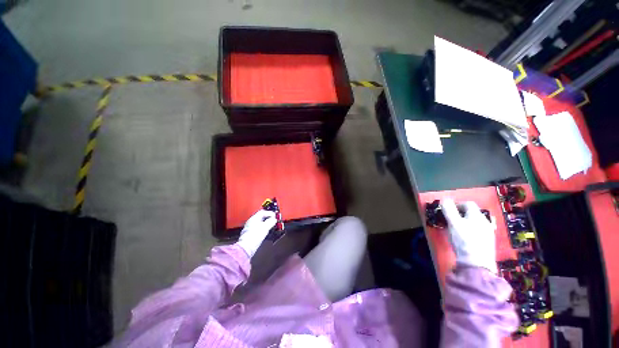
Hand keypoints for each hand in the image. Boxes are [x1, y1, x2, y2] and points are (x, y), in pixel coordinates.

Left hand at [236, 209, 276, 257]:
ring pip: (259, 222)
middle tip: (273, 219)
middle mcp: (251, 221)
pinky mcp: (250, 233)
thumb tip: (274, 219)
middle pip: (261, 216)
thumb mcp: (265, 227)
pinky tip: (265, 230)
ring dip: (265, 222)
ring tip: (271, 224)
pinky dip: (262, 227)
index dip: (270, 213)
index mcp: (254, 218)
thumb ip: (271, 222)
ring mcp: (249, 227)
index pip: (263, 212)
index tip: (275, 216)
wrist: (247, 247)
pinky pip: (257, 227)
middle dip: (268, 217)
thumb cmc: (255, 236)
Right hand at [440, 198, 496, 272]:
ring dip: (465, 221)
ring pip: (475, 221)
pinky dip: (470, 229)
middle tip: (449, 219)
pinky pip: (478, 230)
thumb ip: (448, 209)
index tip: (447, 210)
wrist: (477, 263)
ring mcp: (488, 232)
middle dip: (460, 213)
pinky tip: (464, 237)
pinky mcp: (488, 242)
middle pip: (472, 212)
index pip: (468, 203)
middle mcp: (485, 221)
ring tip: (455, 228)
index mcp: (477, 215)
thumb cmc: (464, 240)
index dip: (456, 204)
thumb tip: (444, 199)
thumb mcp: (453, 223)